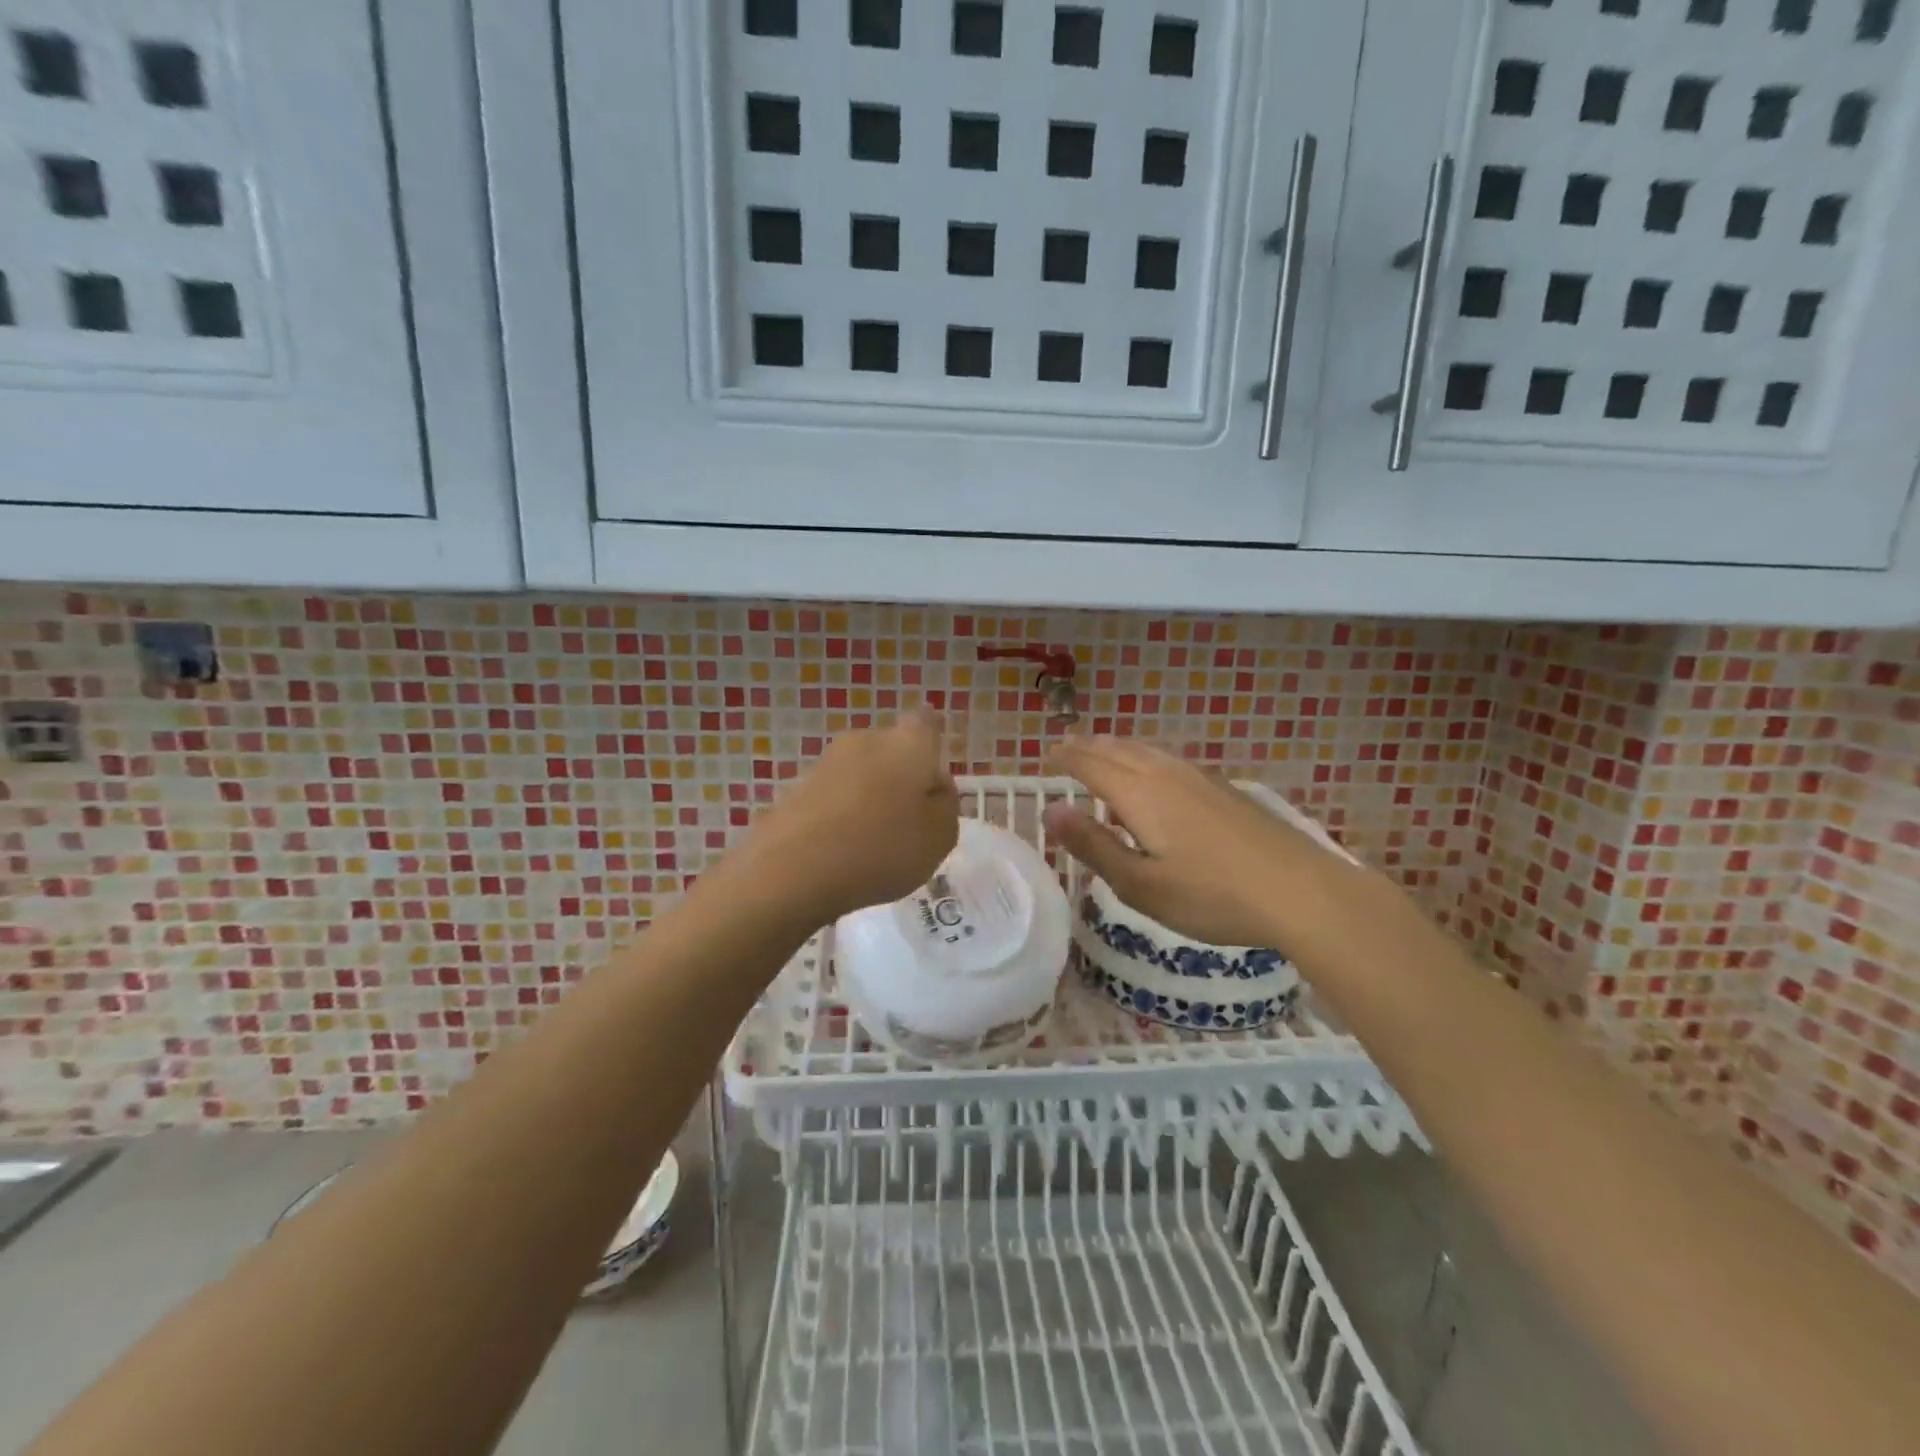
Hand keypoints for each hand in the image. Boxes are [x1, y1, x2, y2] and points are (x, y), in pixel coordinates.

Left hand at [735, 714, 958, 925]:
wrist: (792, 869)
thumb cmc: (883, 848)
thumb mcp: (939, 836)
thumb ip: (945, 805)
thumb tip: (935, 786)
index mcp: (908, 745)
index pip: (925, 722)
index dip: (931, 736)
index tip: (933, 762)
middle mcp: (865, 741)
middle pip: (891, 750)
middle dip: (900, 775)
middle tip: (909, 816)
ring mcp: (825, 763)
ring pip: (859, 774)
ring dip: (869, 796)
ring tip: (874, 840)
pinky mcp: (795, 789)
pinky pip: (832, 798)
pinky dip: (841, 815)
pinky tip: (842, 849)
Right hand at [1042, 736, 1332, 948]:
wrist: (1301, 891)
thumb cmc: (1211, 895)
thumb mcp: (1141, 884)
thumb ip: (1094, 846)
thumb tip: (1052, 812)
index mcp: (1140, 794)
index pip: (1091, 764)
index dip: (1065, 758)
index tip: (1045, 756)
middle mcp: (1166, 774)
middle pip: (1118, 749)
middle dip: (1087, 746)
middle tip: (1065, 747)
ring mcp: (1200, 778)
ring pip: (1147, 751)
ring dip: (1117, 747)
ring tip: (1101, 751)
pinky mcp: (1224, 789)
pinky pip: (1169, 760)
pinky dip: (1144, 758)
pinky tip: (1154, 774)